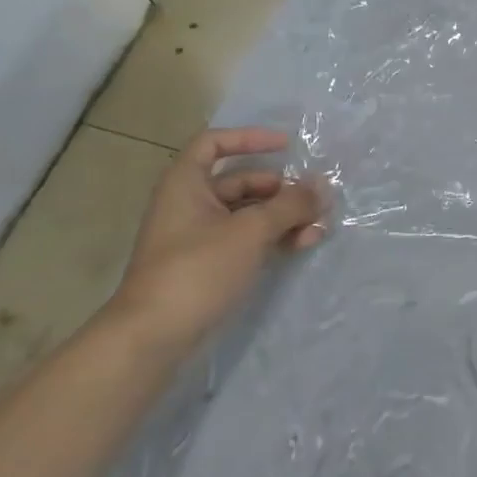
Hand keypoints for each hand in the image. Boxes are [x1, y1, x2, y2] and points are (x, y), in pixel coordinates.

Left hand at [108, 127, 325, 351]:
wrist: (154, 337)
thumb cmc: (198, 270)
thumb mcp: (250, 231)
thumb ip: (290, 204)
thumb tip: (322, 186)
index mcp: (186, 185)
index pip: (214, 144)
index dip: (249, 139)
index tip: (287, 146)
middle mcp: (190, 205)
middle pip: (241, 182)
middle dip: (281, 188)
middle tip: (316, 199)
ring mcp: (200, 238)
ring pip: (249, 214)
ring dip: (284, 216)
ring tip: (318, 227)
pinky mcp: (210, 266)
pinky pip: (248, 239)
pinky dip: (275, 238)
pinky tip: (303, 244)